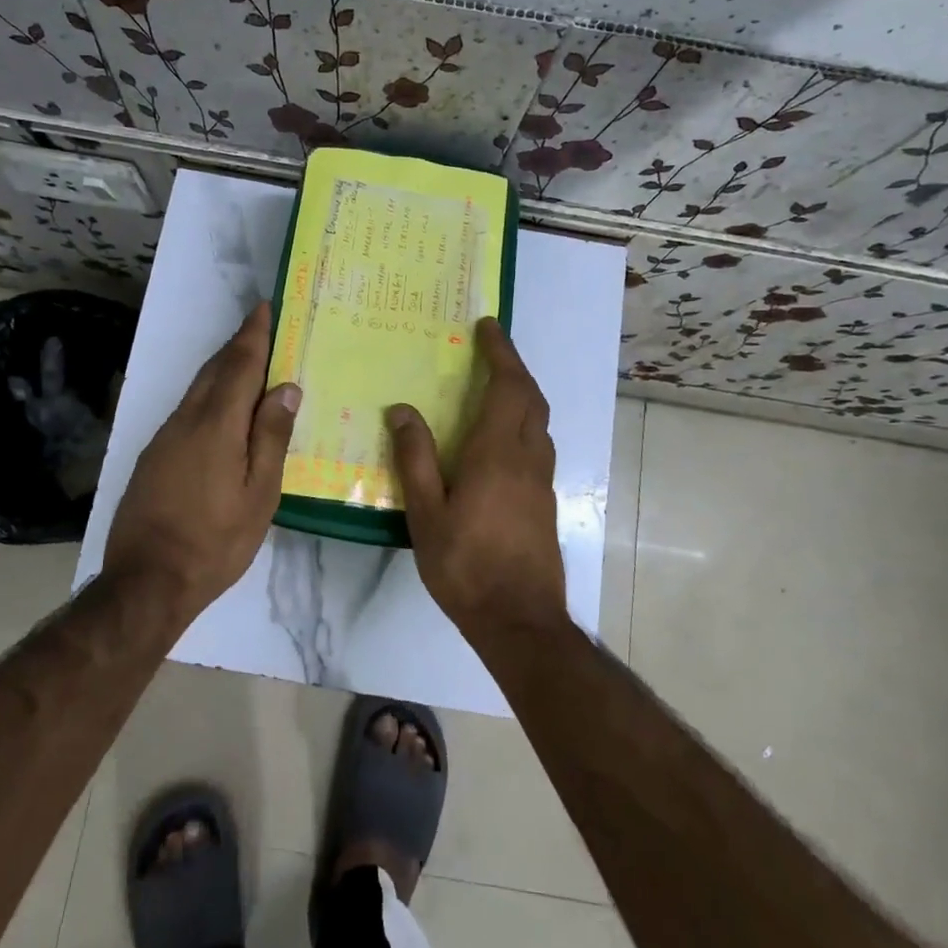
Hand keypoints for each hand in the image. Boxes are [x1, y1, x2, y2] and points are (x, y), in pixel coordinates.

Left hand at [104, 302, 300, 620]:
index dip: (253, 334)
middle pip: (214, 370)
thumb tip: (284, 387)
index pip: (239, 365)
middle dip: (238, 345)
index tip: (264, 307)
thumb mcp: (259, 494)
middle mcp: (186, 420)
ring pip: (197, 390)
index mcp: (216, 425)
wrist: (147, 582)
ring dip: (222, 370)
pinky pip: (187, 411)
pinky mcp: (153, 456)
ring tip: (248, 363)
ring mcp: (164, 437)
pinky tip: (222, 411)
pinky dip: (208, 396)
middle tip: (262, 328)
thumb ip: (271, 437)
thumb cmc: (216, 540)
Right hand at [388, 317, 565, 637]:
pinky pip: (538, 444)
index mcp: (496, 454)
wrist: (520, 620)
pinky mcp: (546, 501)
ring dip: (523, 394)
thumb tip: (402, 410)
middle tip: (491, 348)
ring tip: (497, 385)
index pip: (507, 387)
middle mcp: (527, 458)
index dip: (501, 353)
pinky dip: (524, 422)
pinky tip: (502, 439)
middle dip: (514, 366)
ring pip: (539, 422)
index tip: (487, 327)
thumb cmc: (466, 566)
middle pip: (531, 398)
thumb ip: (415, 459)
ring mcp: (542, 481)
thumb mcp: (426, 514)